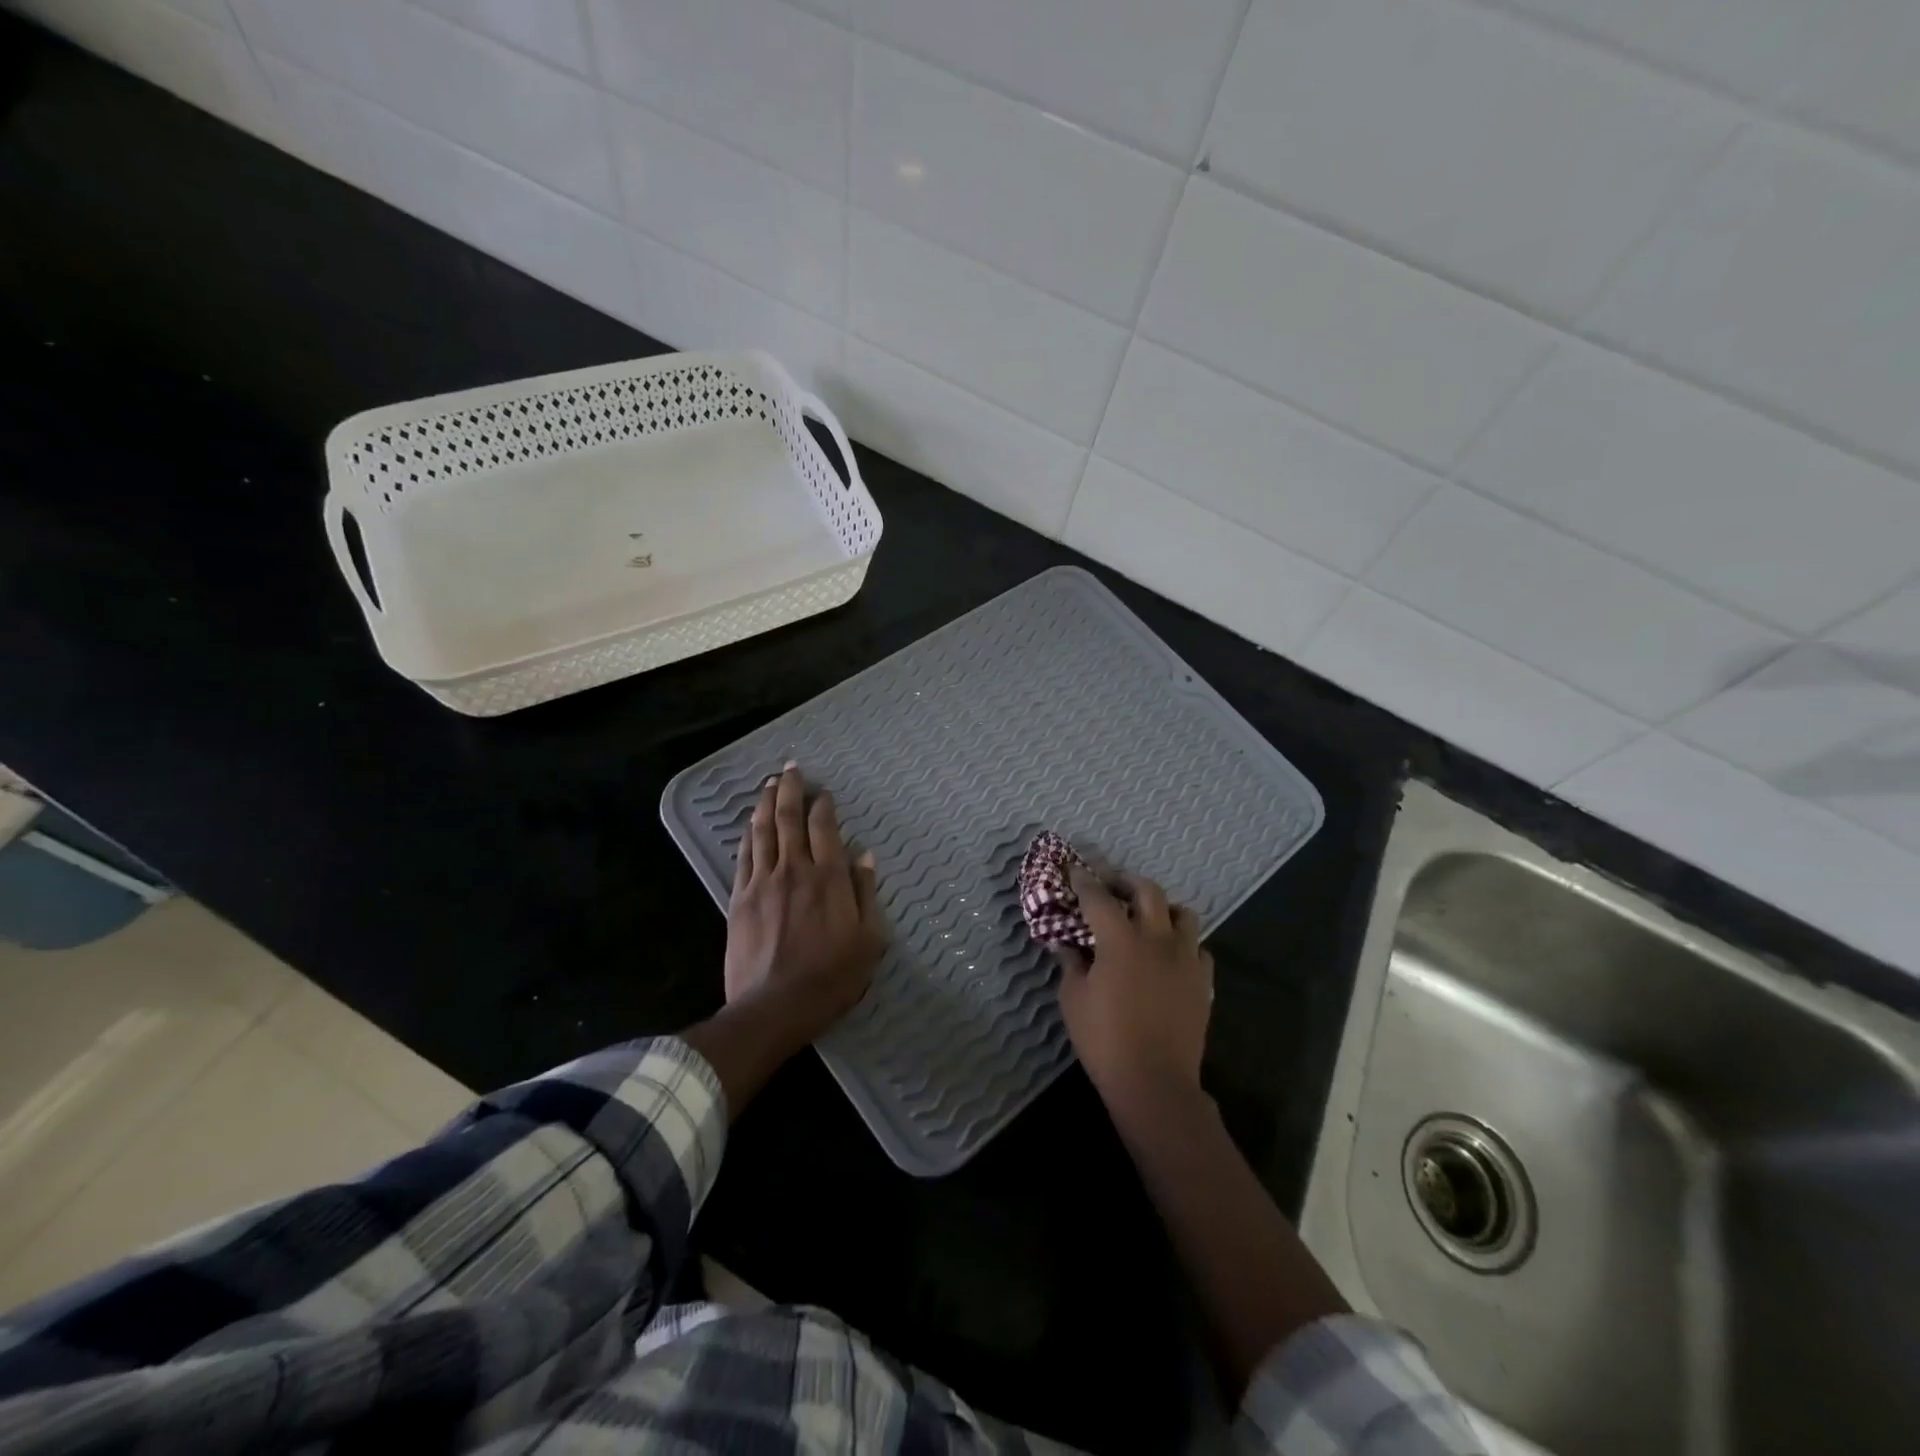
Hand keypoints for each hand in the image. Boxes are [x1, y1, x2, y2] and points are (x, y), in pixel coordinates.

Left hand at [724, 763, 886, 1043]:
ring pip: (763, 832)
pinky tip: (749, 824)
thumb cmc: (831, 977)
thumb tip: (864, 856)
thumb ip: (867, 893)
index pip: (824, 828)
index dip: (823, 805)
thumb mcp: (869, 940)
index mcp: (828, 878)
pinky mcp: (739, 899)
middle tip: (790, 769)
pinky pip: (743, 856)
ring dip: (766, 804)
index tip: (823, 792)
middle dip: (790, 790)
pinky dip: (748, 835)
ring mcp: (762, 883)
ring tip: (768, 784)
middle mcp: (794, 870)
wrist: (773, 1007)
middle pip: (789, 819)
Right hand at [1055, 869, 1213, 1099]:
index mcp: (1120, 940)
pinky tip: (1169, 955)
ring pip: (1182, 913)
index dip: (1084, 881)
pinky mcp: (1202, 981)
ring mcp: (1185, 958)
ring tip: (1147, 917)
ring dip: (1162, 907)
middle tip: (1111, 886)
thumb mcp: (1073, 999)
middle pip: (1147, 890)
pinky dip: (1182, 942)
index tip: (1074, 870)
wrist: (1154, 1082)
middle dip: (1126, 881)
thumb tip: (1063, 944)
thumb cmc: (1105, 1040)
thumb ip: (1070, 964)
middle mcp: (1156, 938)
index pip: (1098, 897)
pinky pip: (1198, 947)